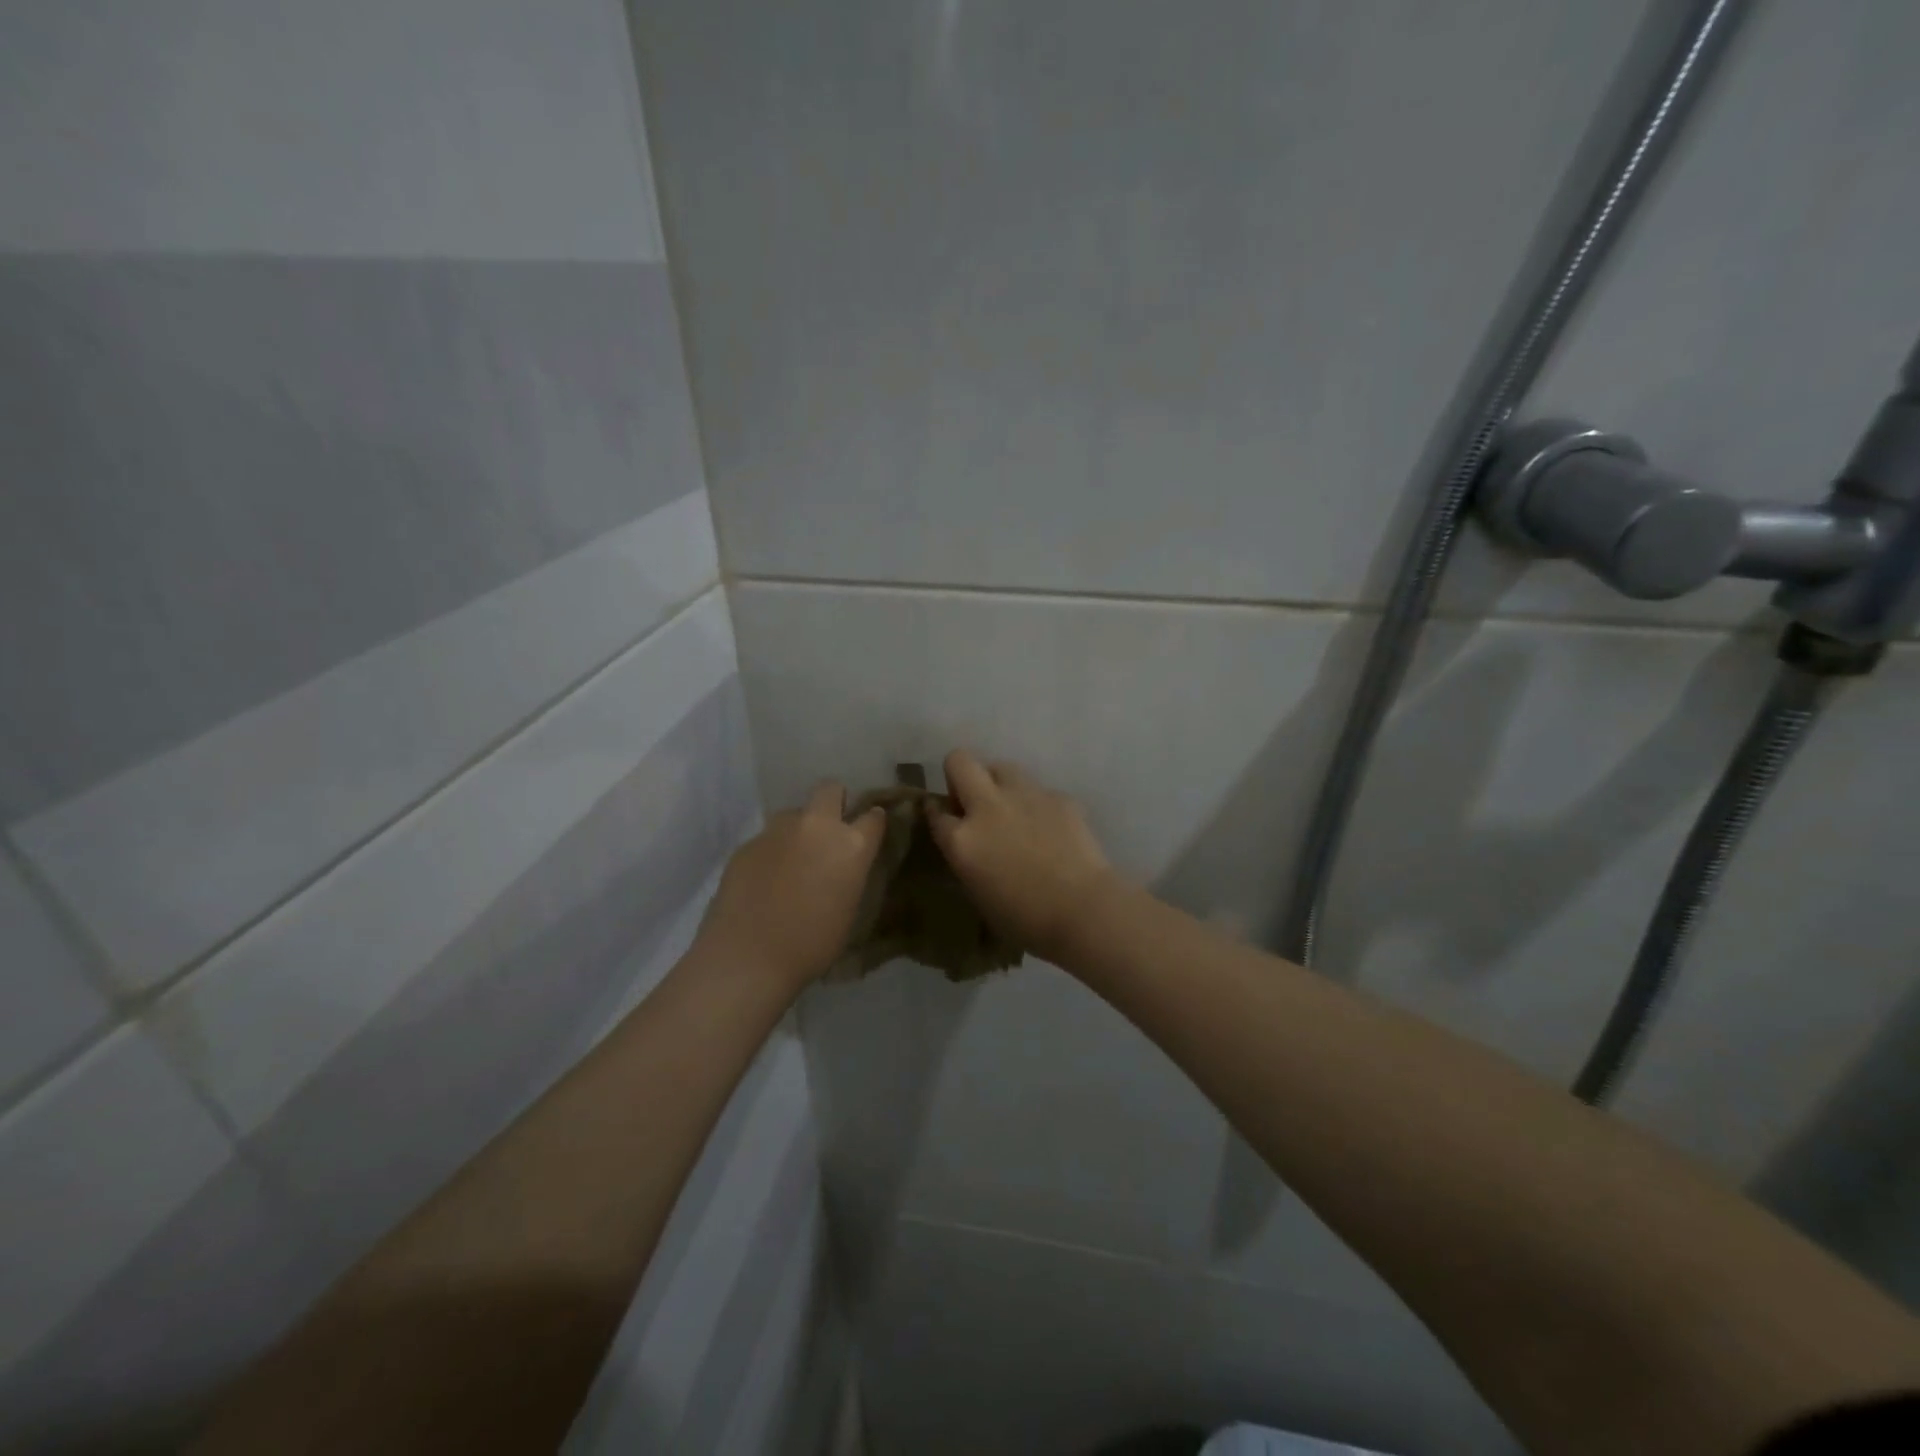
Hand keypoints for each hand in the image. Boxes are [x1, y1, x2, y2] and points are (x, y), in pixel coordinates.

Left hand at [696, 783, 885, 994]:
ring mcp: (777, 831)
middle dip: (833, 802)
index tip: (869, 832)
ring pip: (793, 814)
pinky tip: (764, 881)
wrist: (748, 957)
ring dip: (798, 830)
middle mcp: (816, 826)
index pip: (873, 816)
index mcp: (851, 845)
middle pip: (829, 789)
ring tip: (792, 862)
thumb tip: (842, 866)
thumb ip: (849, 875)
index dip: (873, 822)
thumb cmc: (811, 944)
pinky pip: (767, 839)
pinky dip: (771, 853)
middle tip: (829, 832)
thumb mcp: (849, 910)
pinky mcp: (747, 843)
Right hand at [928, 750, 1119, 963]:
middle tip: (972, 801)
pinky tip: (1050, 828)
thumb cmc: (1026, 920)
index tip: (944, 817)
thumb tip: (971, 844)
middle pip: (959, 761)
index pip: (934, 811)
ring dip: (999, 783)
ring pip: (1001, 767)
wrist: (1083, 911)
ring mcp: (1024, 796)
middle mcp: (988, 808)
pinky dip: (1037, 804)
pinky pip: (1038, 790)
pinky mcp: (1057, 796)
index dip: (937, 813)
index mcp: (963, 840)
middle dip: (959, 774)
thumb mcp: (978, 893)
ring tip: (1011, 810)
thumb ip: (967, 859)